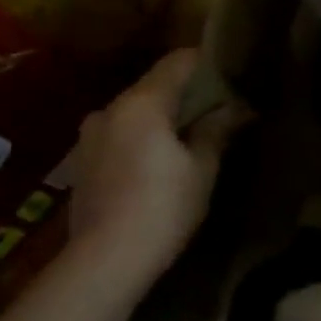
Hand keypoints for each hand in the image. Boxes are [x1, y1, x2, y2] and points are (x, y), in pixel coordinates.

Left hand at [67, 49, 248, 290]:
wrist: (106, 259)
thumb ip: (217, 129)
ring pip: (135, 112)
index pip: (177, 62)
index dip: (206, 61)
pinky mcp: (82, 162)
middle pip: (153, 86)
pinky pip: (120, 134)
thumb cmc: (164, 207)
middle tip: (219, 106)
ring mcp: (90, 136)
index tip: (232, 68)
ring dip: (163, 117)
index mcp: (141, 103)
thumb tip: (238, 107)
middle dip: (186, 92)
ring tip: (192, 134)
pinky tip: (161, 159)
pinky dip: (143, 137)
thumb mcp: (202, 168)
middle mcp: (109, 109)